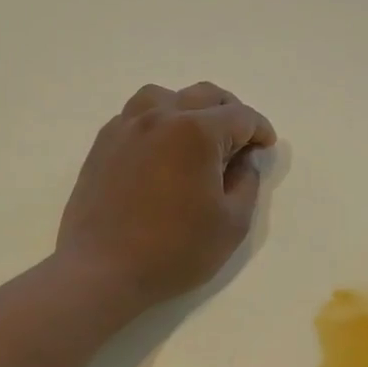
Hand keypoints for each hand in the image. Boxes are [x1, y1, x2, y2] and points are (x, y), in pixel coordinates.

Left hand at [57, 82, 275, 314]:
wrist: (101, 271)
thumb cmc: (174, 250)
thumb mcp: (232, 223)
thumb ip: (247, 182)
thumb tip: (245, 159)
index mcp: (196, 132)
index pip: (240, 116)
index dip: (260, 130)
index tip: (266, 147)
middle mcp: (160, 116)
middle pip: (204, 95)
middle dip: (230, 113)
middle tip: (240, 141)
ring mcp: (126, 127)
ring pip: (165, 96)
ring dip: (190, 109)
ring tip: (198, 137)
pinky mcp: (103, 143)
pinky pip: (136, 115)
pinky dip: (158, 121)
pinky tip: (163, 150)